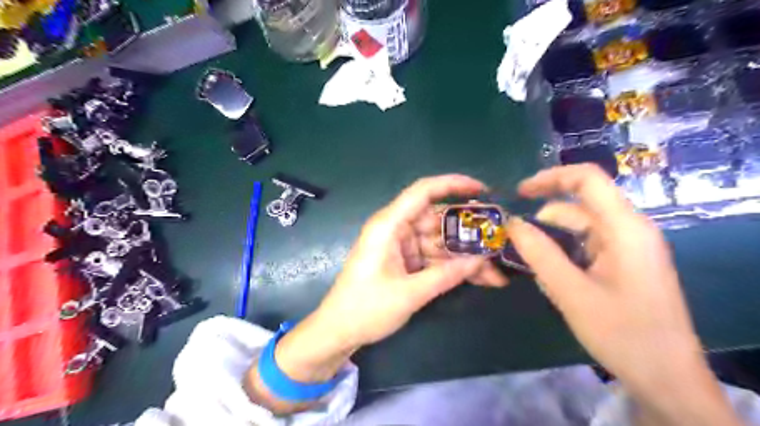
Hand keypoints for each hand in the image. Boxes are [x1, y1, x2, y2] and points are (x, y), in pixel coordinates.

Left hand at [251, 175, 508, 411]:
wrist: (339, 331)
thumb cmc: (366, 308)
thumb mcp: (409, 293)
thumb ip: (447, 275)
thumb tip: (482, 260)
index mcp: (389, 225)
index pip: (423, 192)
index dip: (453, 184)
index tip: (482, 190)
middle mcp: (397, 230)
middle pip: (439, 220)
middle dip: (470, 231)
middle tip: (501, 238)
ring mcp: (403, 247)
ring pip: (441, 243)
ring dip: (467, 255)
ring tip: (498, 270)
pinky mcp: (407, 262)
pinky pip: (436, 258)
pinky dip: (455, 267)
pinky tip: (482, 278)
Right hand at [507, 164, 739, 424]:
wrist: (667, 378)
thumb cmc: (622, 333)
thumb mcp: (571, 292)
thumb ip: (538, 253)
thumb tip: (512, 223)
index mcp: (625, 228)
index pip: (587, 179)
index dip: (550, 177)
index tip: (518, 193)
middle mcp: (630, 230)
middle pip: (580, 206)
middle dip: (544, 217)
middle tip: (512, 237)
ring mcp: (629, 247)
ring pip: (581, 228)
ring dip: (552, 239)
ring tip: (528, 262)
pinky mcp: (625, 263)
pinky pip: (587, 246)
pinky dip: (564, 253)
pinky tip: (550, 276)